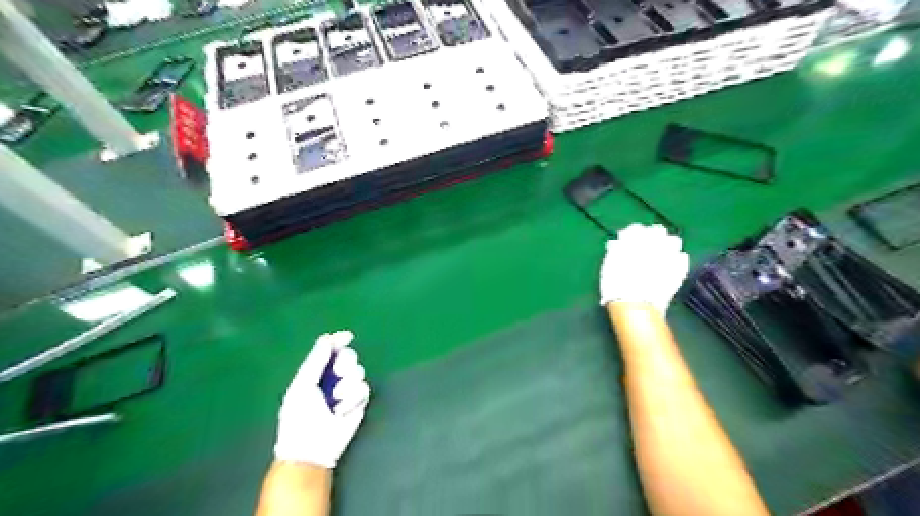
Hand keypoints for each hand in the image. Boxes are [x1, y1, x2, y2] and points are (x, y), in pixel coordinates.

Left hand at [274, 331, 370, 466]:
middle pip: (349, 356)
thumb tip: (327, 337)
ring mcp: (347, 390)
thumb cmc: (300, 416)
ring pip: (359, 371)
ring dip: (347, 384)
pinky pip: (364, 389)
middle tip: (338, 372)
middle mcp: (333, 378)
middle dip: (345, 362)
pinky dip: (353, 399)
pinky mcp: (359, 403)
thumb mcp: (303, 385)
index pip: (331, 349)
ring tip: (335, 400)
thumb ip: (315, 360)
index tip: (347, 336)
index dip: (339, 341)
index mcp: (316, 371)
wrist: (311, 448)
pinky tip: (342, 411)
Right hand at [601, 222, 685, 311]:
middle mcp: (654, 242)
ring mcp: (670, 255)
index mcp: (634, 238)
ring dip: (667, 245)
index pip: (636, 228)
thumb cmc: (615, 284)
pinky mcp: (680, 269)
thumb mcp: (609, 265)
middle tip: (646, 246)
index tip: (627, 241)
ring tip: (661, 254)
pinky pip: (682, 258)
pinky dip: (677, 259)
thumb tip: (617, 243)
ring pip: (673, 241)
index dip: (632, 234)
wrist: (635, 304)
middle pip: (657, 230)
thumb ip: (616, 251)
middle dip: (652, 236)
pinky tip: (670, 266)